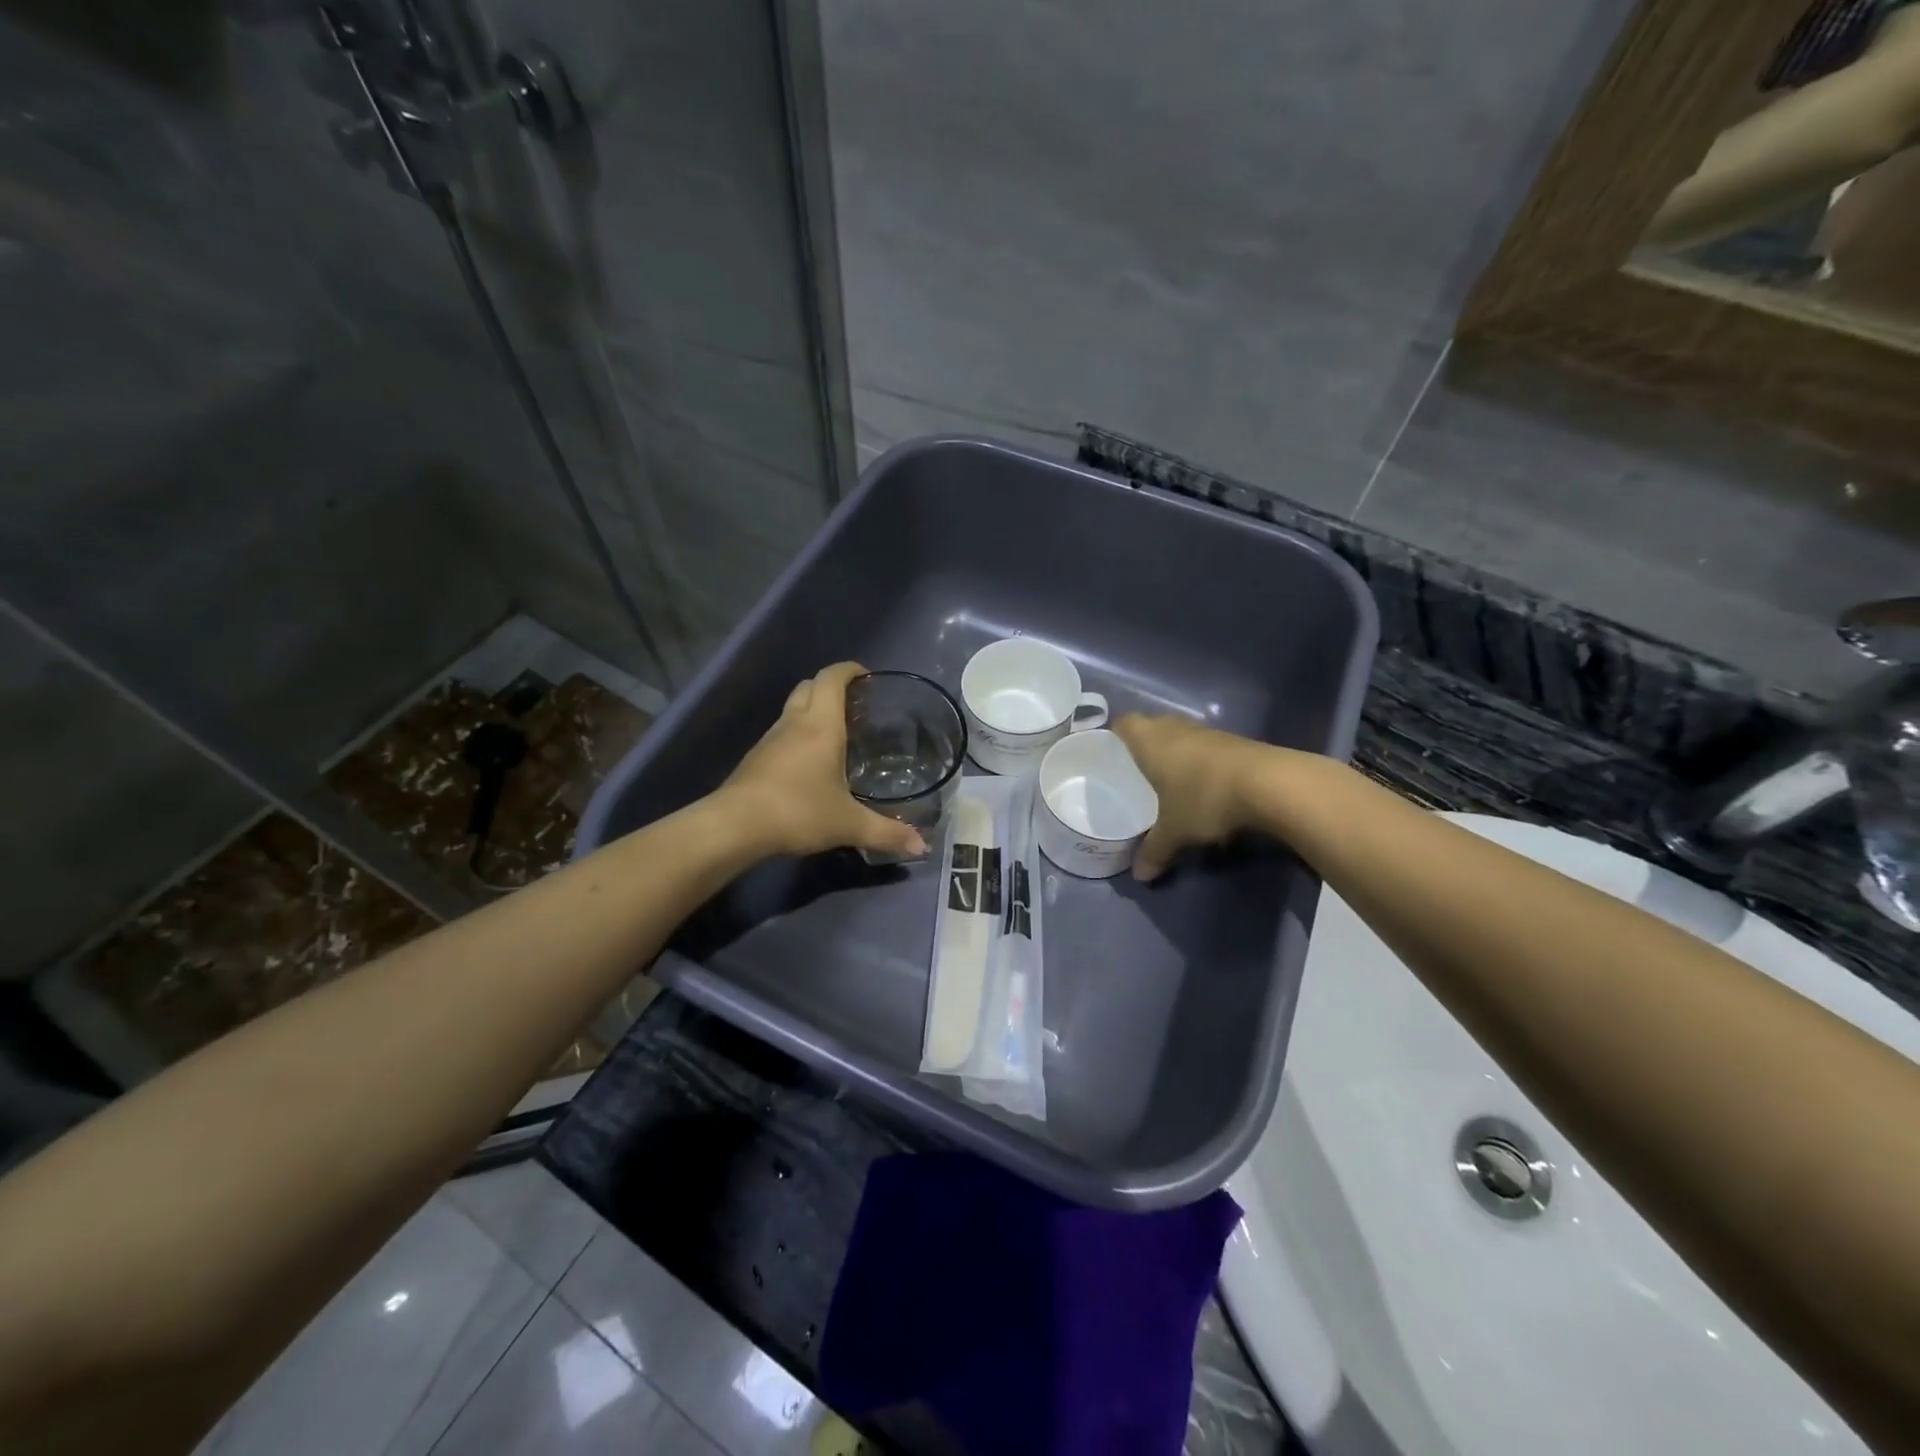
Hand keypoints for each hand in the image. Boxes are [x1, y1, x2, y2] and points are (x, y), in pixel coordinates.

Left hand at [719, 662, 927, 860]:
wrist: (736, 825)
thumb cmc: (798, 812)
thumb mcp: (848, 824)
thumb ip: (886, 833)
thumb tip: (922, 848)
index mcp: (821, 726)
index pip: (832, 679)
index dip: (849, 670)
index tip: (866, 675)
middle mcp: (795, 723)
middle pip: (809, 686)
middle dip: (831, 686)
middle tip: (854, 704)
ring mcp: (771, 738)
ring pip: (793, 708)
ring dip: (812, 710)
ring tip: (836, 732)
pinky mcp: (756, 757)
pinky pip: (782, 732)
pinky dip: (798, 733)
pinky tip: (810, 761)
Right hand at [1113, 713, 1263, 880]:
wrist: (1270, 784)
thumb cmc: (1204, 798)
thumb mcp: (1175, 831)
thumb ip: (1155, 850)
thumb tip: (1140, 876)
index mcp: (1149, 741)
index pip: (1124, 723)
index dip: (1116, 735)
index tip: (1112, 753)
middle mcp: (1175, 729)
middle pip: (1153, 726)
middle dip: (1146, 745)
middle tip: (1139, 771)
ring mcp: (1208, 732)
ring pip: (1182, 736)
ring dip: (1177, 753)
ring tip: (1171, 780)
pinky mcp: (1236, 742)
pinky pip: (1207, 747)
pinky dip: (1201, 762)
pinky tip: (1204, 785)